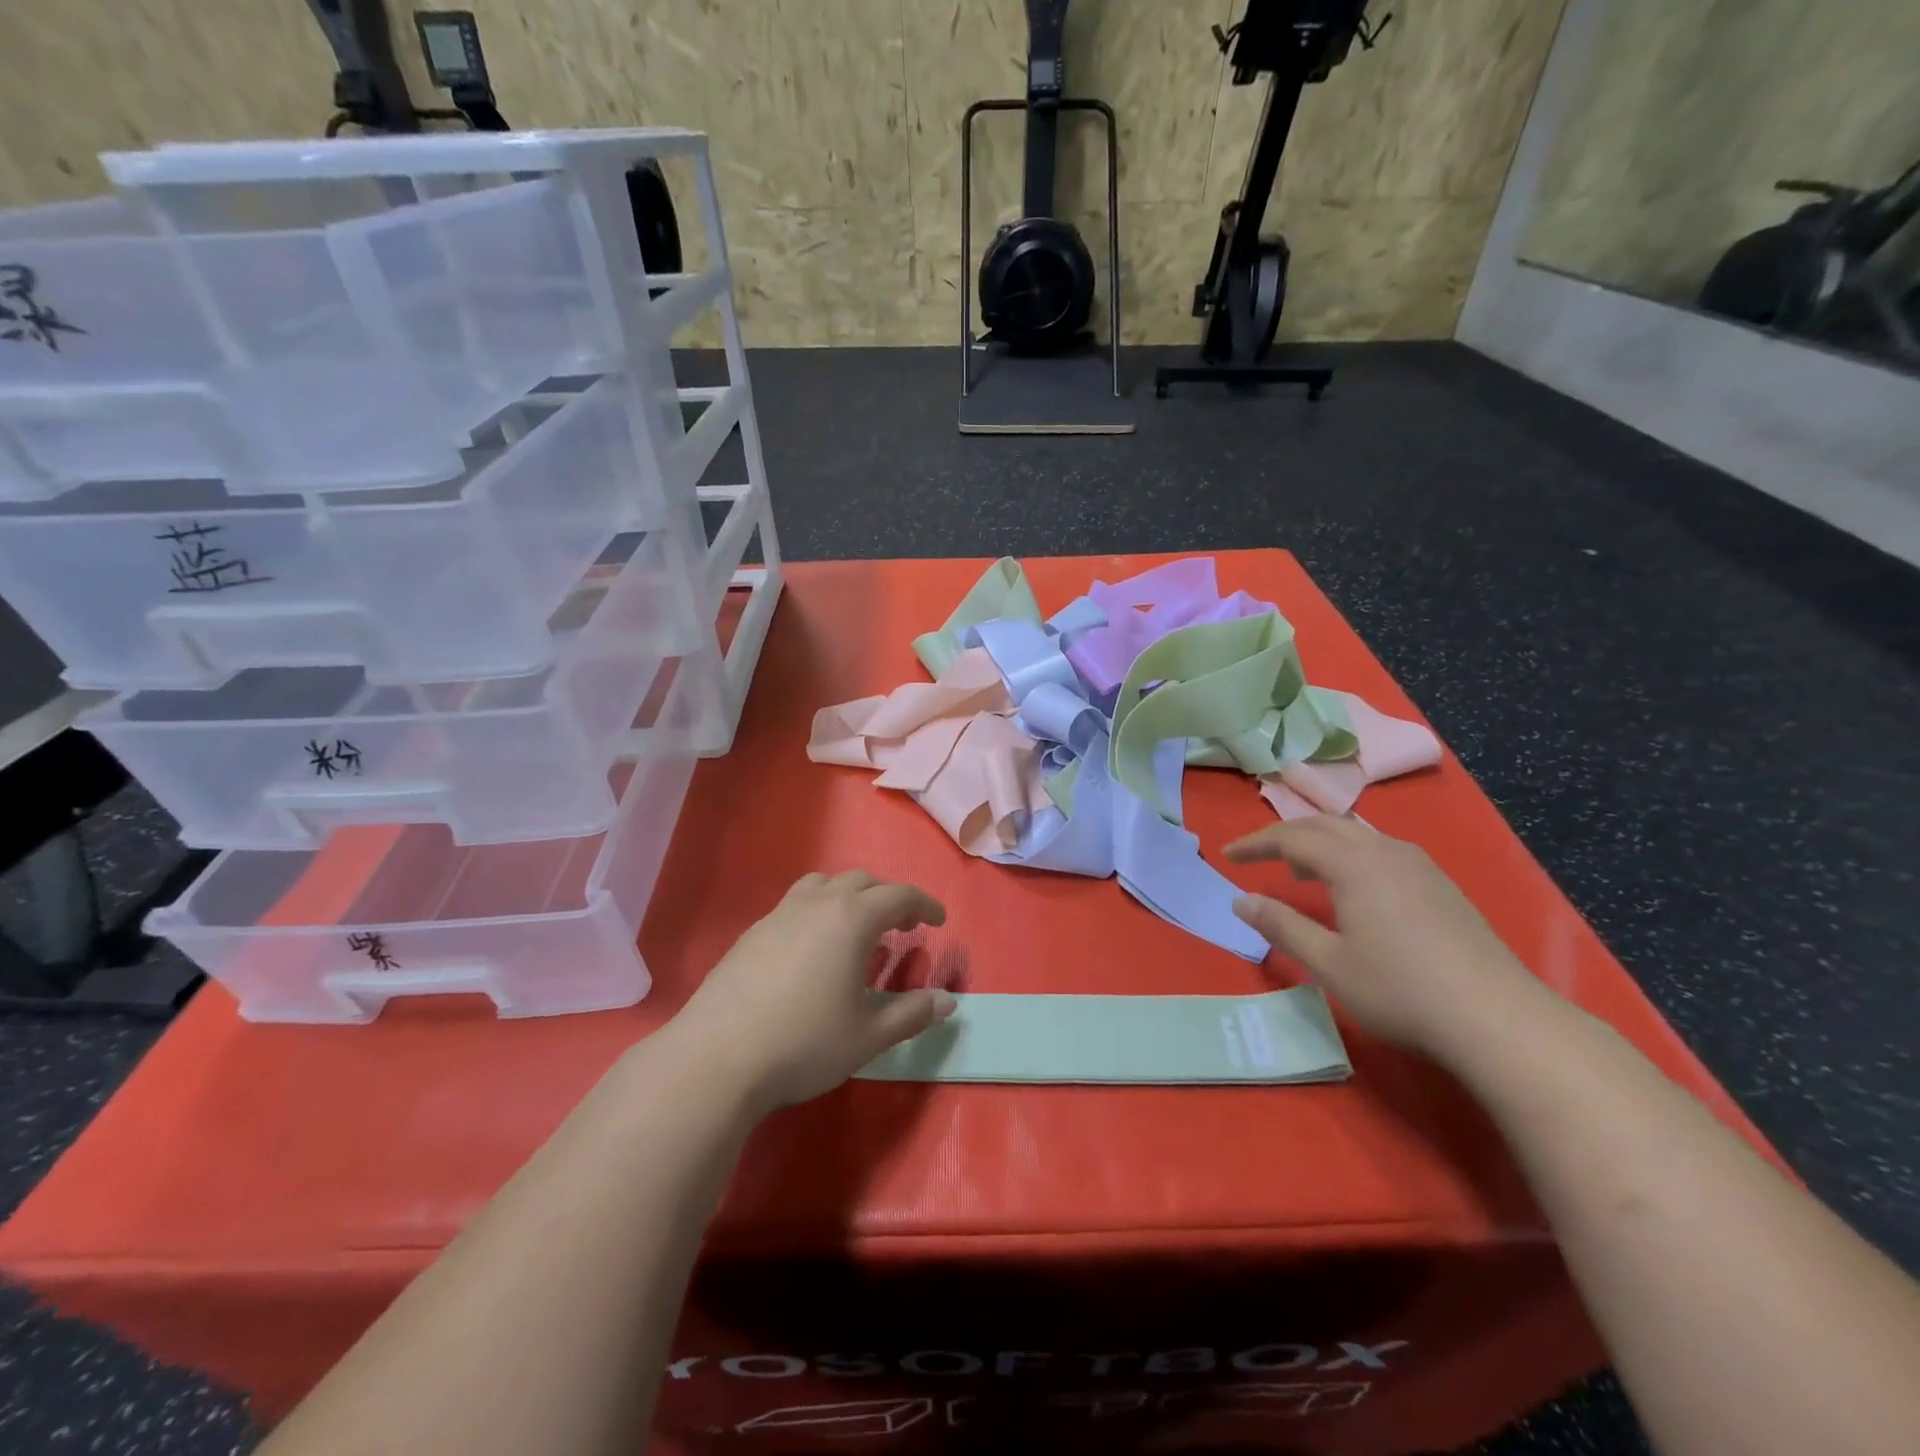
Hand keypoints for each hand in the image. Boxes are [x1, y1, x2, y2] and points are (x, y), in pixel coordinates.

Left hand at [673, 871, 956, 1110]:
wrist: (717, 1058)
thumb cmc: (805, 1043)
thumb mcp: (868, 1035)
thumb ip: (912, 1014)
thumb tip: (948, 1002)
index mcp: (852, 919)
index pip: (899, 895)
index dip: (924, 904)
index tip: (939, 921)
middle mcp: (817, 904)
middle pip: (861, 881)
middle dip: (888, 898)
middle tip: (902, 927)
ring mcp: (779, 915)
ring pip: (823, 885)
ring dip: (849, 897)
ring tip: (855, 928)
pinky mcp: (752, 933)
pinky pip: (796, 904)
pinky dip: (818, 911)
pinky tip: (812, 950)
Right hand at [1226, 817, 1546, 1060]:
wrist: (1499, 1019)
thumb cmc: (1401, 990)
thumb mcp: (1329, 963)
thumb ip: (1281, 926)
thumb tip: (1241, 900)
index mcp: (1354, 864)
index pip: (1292, 837)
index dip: (1255, 843)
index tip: (1226, 855)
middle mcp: (1386, 852)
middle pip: (1325, 825)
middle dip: (1285, 835)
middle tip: (1256, 855)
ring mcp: (1420, 866)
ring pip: (1357, 835)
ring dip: (1320, 843)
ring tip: (1299, 871)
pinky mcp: (1441, 886)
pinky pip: (1381, 851)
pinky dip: (1349, 856)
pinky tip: (1352, 890)